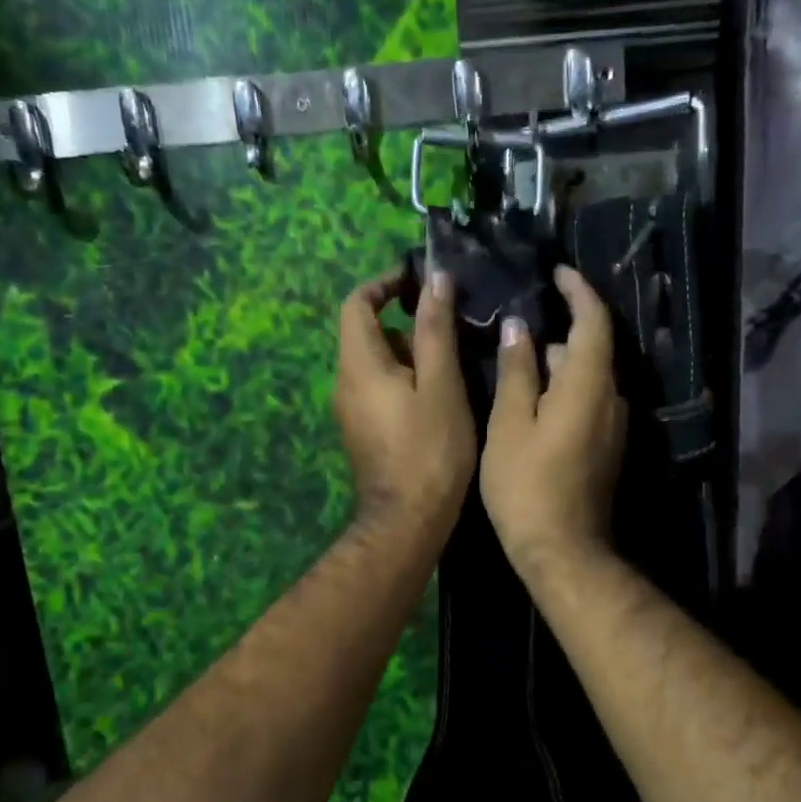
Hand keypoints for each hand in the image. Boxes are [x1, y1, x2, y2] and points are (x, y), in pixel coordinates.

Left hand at [334, 267, 475, 541]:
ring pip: (377, 364)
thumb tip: (433, 280)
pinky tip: (441, 398)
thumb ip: (435, 330)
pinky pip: (379, 390)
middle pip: (368, 334)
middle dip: (407, 324)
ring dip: (411, 354)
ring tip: (455, 365)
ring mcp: (351, 411)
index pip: (356, 303)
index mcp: (358, 364)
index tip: (419, 281)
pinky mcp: (363, 432)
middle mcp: (345, 383)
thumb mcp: (441, 385)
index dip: (384, 283)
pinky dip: (406, 380)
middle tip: (451, 330)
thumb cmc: (430, 450)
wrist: (407, 521)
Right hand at [480, 266, 626, 579]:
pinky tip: (534, 397)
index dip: (579, 292)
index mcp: (589, 385)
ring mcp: (614, 426)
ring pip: (590, 377)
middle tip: (525, 316)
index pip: (593, 322)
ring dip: (561, 360)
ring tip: (521, 355)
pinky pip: (590, 401)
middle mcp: (612, 399)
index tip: (558, 272)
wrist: (562, 549)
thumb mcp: (511, 425)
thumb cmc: (526, 485)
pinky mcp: (606, 447)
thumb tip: (521, 328)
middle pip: (594, 348)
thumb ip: (517, 372)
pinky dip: (565, 386)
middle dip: (564, 326)